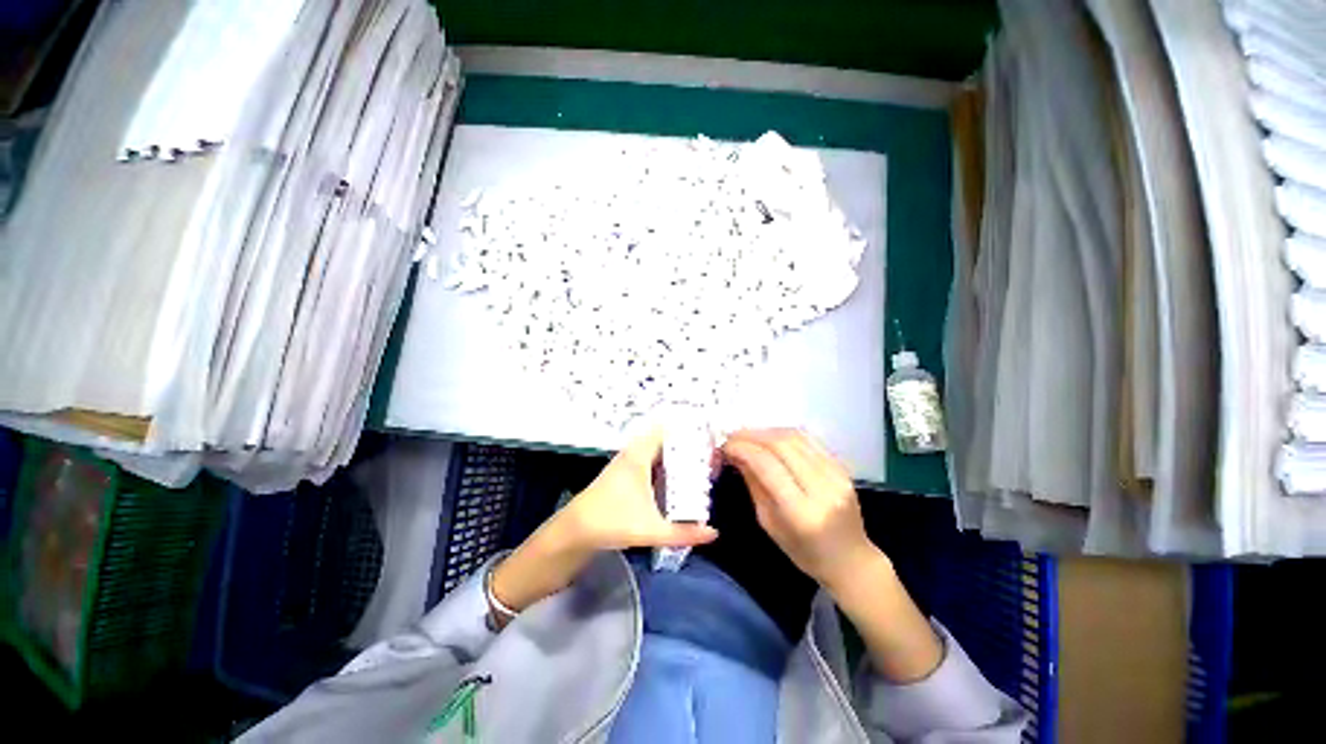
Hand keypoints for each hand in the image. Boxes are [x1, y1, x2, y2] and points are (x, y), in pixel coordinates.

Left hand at [558, 429, 719, 552]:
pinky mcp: (625, 475)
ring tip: (701, 462)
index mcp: (639, 456)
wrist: (575, 531)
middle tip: (711, 452)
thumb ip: (684, 533)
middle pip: (665, 440)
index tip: (708, 433)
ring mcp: (628, 463)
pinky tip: (678, 478)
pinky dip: (666, 465)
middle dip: (686, 444)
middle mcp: (634, 454)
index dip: (686, 428)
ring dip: (676, 455)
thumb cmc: (612, 522)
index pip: (665, 430)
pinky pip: (651, 461)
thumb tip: (714, 533)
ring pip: (658, 452)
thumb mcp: (651, 529)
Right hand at [723, 429, 875, 589]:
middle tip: (732, 436)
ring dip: (767, 431)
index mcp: (801, 512)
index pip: (767, 466)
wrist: (850, 559)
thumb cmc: (804, 552)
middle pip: (782, 445)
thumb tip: (735, 454)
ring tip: (748, 435)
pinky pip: (810, 440)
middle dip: (752, 435)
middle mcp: (822, 488)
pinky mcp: (843, 467)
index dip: (743, 448)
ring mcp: (836, 475)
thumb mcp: (769, 523)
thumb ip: (753, 484)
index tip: (724, 445)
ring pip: (796, 437)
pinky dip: (785, 434)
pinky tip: (771, 437)